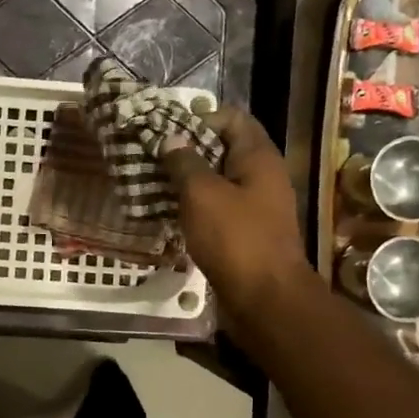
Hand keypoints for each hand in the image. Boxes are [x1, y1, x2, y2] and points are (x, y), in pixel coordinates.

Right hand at [162, 107, 316, 322]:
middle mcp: (262, 176)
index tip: (167, 131)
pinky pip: (219, 208)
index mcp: (259, 157)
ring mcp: (256, 206)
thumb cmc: (235, 239)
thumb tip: (171, 139)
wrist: (266, 299)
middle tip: (153, 156)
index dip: (199, 118)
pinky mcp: (247, 232)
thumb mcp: (202, 194)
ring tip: (153, 183)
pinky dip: (196, 206)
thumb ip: (184, 162)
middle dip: (188, 150)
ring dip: (188, 180)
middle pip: (224, 149)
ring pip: (219, 181)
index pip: (232, 118)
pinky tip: (169, 213)